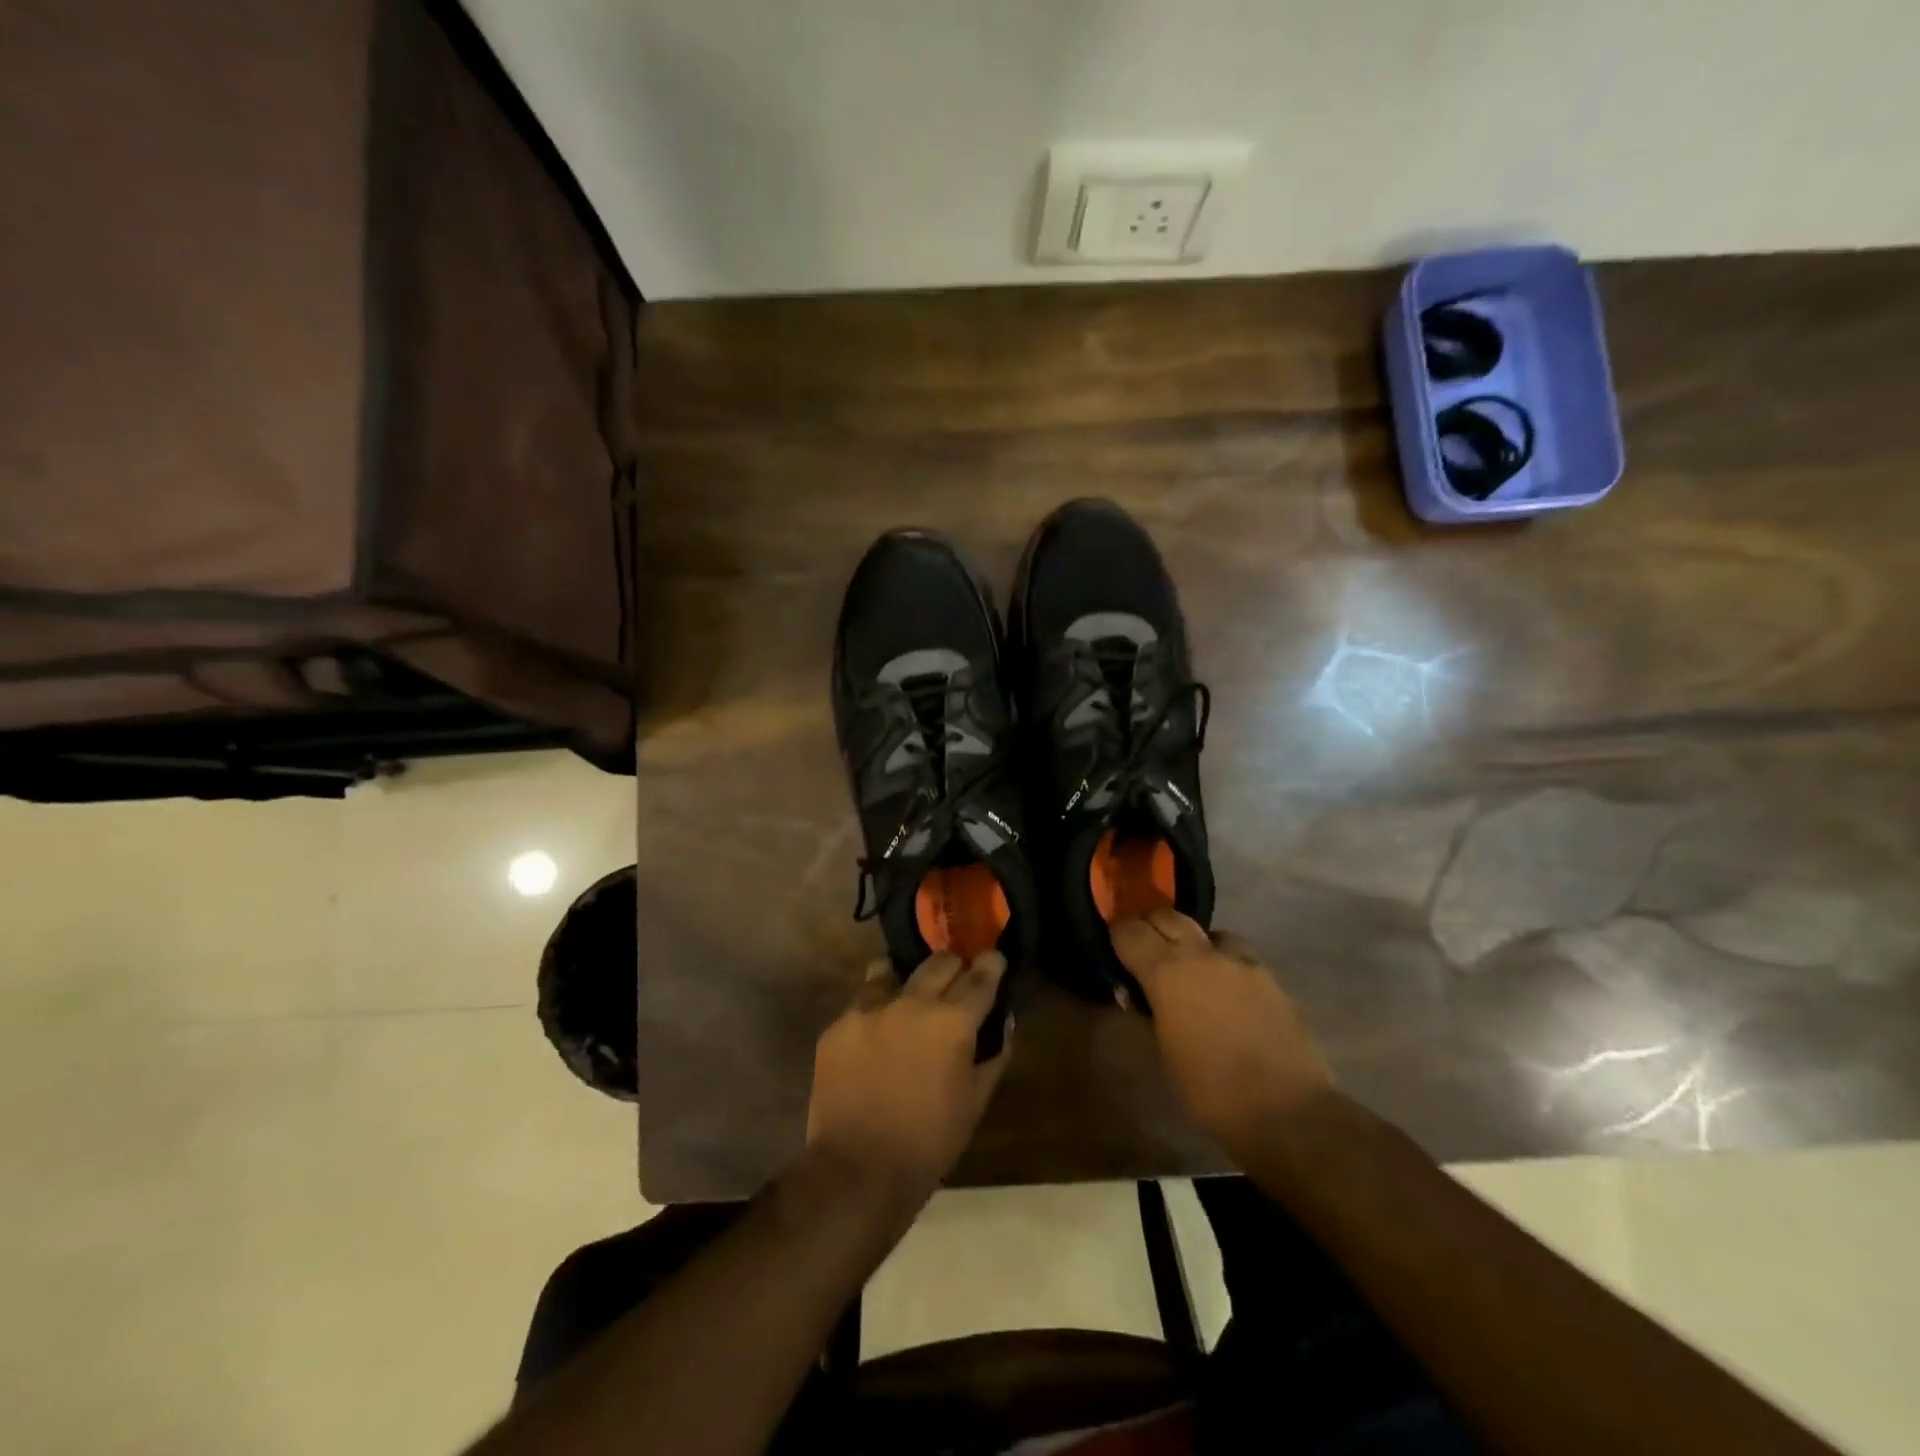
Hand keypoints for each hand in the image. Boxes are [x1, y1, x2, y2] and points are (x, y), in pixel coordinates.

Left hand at [806, 951, 1011, 1205]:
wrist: (858, 1171)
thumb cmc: (929, 1141)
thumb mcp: (976, 1102)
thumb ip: (995, 1055)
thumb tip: (1004, 1021)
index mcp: (952, 1021)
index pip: (980, 976)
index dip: (992, 964)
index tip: (994, 958)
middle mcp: (912, 1002)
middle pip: (939, 962)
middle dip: (954, 966)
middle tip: (957, 979)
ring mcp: (870, 1009)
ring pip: (892, 971)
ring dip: (908, 980)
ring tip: (910, 997)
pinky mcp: (838, 1025)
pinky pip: (862, 1001)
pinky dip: (876, 1008)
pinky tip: (877, 1030)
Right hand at [1112, 909, 1331, 1162]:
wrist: (1286, 1110)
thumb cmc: (1209, 1090)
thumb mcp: (1162, 1054)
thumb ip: (1145, 1014)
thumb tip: (1134, 994)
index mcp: (1166, 972)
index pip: (1130, 930)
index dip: (1117, 934)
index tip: (1113, 946)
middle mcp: (1201, 954)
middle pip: (1168, 916)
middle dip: (1151, 926)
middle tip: (1143, 948)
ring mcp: (1240, 961)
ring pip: (1207, 931)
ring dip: (1192, 942)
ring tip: (1190, 967)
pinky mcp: (1269, 975)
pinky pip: (1236, 954)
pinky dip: (1222, 961)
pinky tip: (1225, 987)